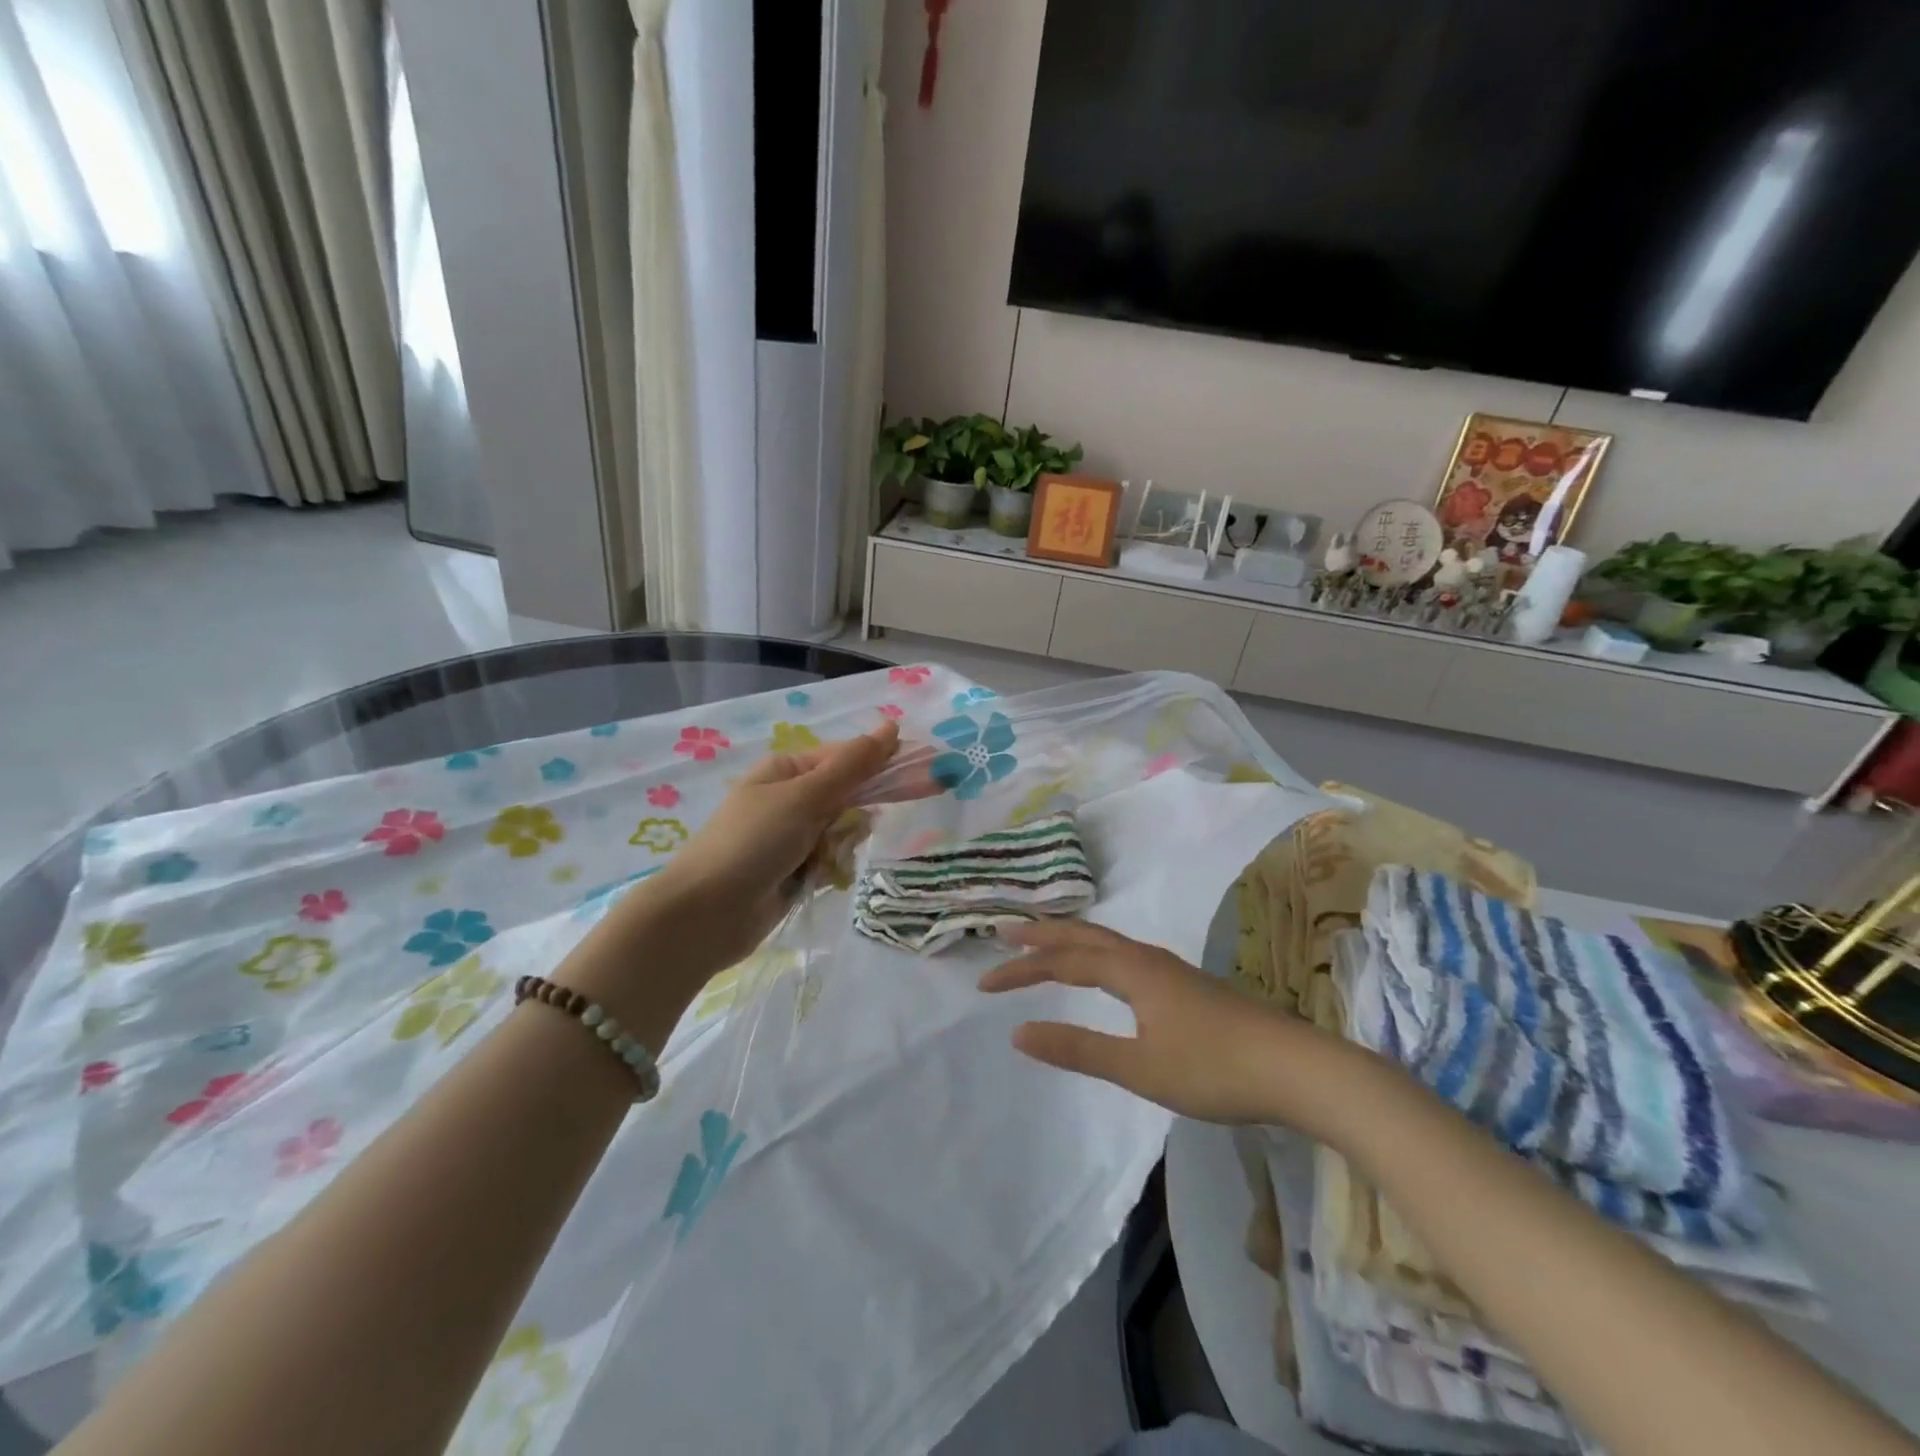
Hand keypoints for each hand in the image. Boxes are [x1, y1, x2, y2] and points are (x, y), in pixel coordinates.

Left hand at [619, 721, 912, 984]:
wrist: (706, 916)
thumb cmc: (753, 843)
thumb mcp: (805, 797)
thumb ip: (853, 765)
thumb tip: (892, 725)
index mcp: (788, 770)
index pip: (848, 758)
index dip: (882, 766)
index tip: (921, 776)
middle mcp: (791, 799)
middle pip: (849, 796)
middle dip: (854, 816)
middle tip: (849, 831)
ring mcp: (792, 837)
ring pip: (844, 832)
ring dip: (840, 846)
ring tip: (821, 862)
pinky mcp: (795, 871)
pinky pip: (832, 860)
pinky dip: (830, 870)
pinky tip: (815, 881)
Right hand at [978, 919, 1353, 1133]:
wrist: (1297, 1068)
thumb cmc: (1214, 1068)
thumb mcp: (1140, 1067)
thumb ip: (1078, 1049)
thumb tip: (1018, 1033)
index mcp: (1132, 971)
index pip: (1064, 962)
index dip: (1023, 969)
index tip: (986, 983)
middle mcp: (1147, 959)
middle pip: (1084, 936)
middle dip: (1042, 936)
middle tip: (1005, 932)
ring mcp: (1170, 970)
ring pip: (1108, 943)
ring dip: (1070, 940)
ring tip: (1045, 943)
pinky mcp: (1186, 986)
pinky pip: (1124, 955)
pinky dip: (1096, 953)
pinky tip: (1105, 971)